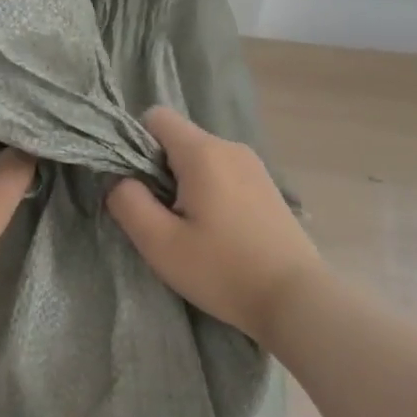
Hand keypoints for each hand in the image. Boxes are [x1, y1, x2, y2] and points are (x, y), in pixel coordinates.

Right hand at [106, 106, 326, 344]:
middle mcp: (230, 147)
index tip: (138, 186)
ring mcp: (253, 165)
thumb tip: (119, 179)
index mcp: (203, 152)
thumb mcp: (160, 243)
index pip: (156, 116)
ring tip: (189, 229)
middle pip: (178, 138)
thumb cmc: (223, 270)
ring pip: (200, 158)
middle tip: (161, 218)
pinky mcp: (266, 186)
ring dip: (183, 184)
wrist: (297, 300)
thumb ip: (128, 202)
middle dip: (158, 169)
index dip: (135, 144)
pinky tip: (216, 232)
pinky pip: (222, 173)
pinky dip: (208, 192)